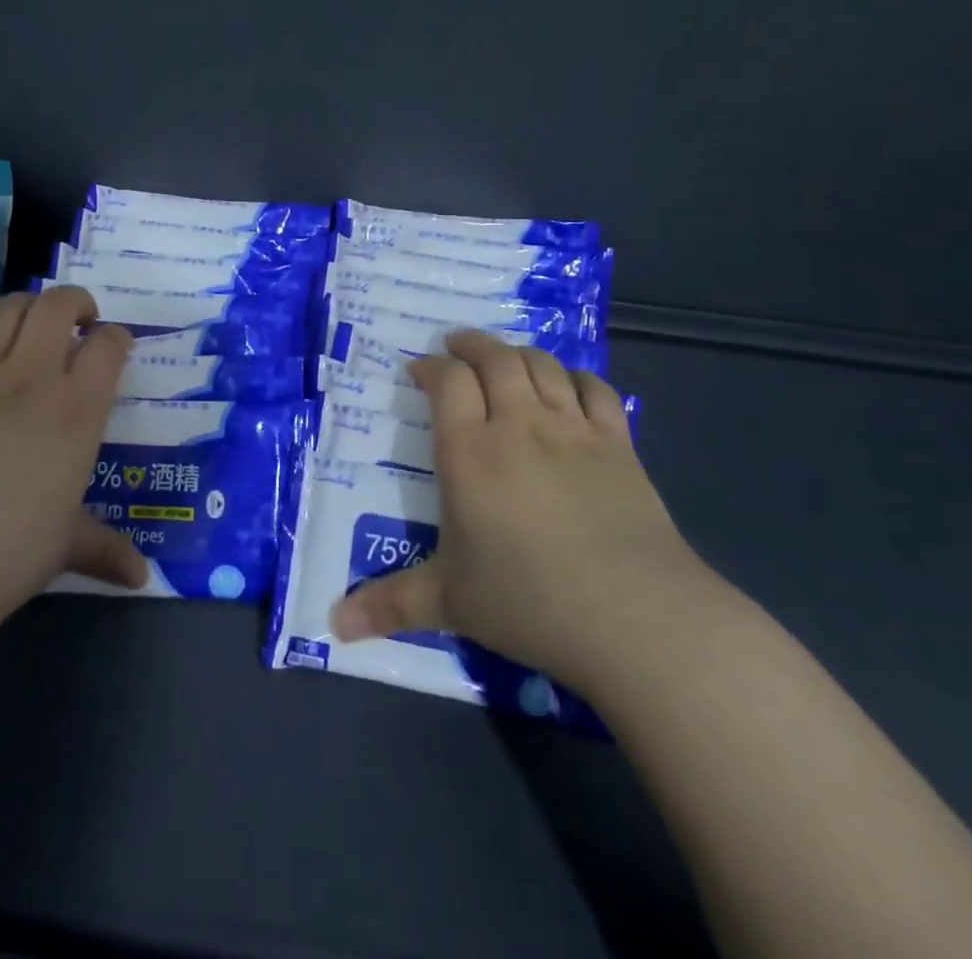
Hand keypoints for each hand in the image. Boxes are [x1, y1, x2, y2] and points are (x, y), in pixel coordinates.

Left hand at [0, 283, 148, 611]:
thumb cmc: (10, 552)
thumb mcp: (67, 545)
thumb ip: (106, 549)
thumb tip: (141, 580)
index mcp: (77, 411)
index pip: (108, 346)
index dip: (116, 338)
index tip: (115, 347)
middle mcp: (32, 378)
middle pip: (58, 307)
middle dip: (75, 303)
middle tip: (78, 321)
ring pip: (7, 309)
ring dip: (26, 304)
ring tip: (31, 319)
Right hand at [330, 330, 708, 694]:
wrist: (636, 617)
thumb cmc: (529, 602)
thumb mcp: (450, 603)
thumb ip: (391, 604)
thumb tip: (335, 626)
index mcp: (469, 452)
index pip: (447, 381)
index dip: (431, 367)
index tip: (420, 370)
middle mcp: (518, 426)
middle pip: (494, 359)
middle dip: (471, 345)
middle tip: (457, 345)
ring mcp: (572, 430)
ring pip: (542, 366)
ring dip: (518, 353)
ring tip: (505, 357)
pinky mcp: (618, 445)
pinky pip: (595, 390)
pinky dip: (576, 377)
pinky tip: (568, 384)